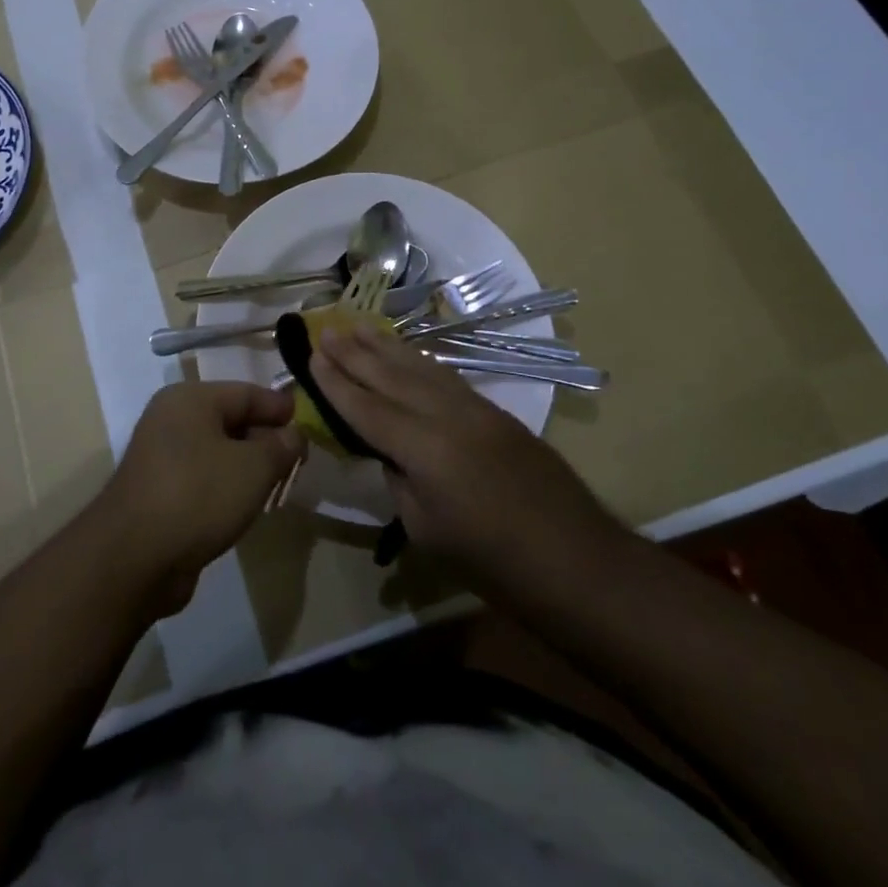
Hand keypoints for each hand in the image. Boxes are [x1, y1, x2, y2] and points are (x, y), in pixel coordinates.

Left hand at [93, 381, 303, 616]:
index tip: (309, 428)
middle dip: (266, 440)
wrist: (134, 557)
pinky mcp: (158, 491)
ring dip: (248, 466)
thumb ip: (280, 446)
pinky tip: (246, 506)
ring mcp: (160, 456)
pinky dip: (226, 487)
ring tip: (277, 485)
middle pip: (231, 420)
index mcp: (189, 399)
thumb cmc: (199, 495)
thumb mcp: (254, 467)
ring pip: (217, 452)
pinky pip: (203, 478)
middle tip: (298, 462)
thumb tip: (293, 436)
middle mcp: (171, 419)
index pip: (246, 392)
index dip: (280, 409)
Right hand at [310, 324, 625, 587]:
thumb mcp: (425, 528)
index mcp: (424, 449)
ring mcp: (474, 408)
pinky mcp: (494, 411)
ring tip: (356, 325)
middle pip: (390, 376)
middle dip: (354, 352)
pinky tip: (404, 353)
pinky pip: (444, 376)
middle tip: (324, 329)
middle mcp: (447, 415)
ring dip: (384, 346)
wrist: (576, 561)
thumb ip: (400, 478)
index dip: (336, 383)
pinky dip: (417, 360)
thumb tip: (389, 449)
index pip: (367, 408)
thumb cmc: (492, 561)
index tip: (311, 357)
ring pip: (420, 367)